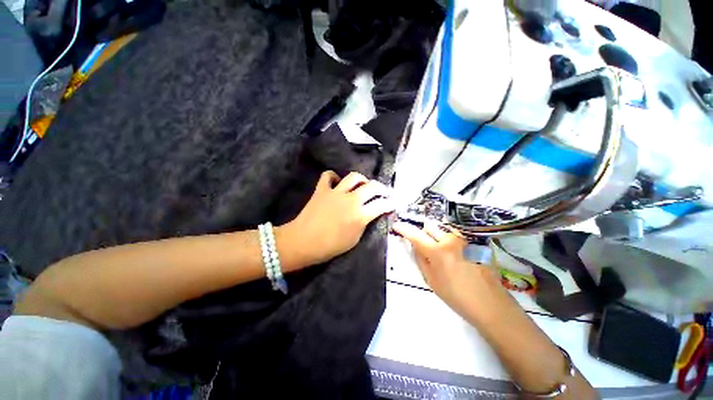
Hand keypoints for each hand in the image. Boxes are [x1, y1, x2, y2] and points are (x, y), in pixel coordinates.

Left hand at [277, 171, 393, 270]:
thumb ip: (364, 224)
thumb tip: (369, 214)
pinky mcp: (322, 189)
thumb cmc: (330, 246)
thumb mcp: (354, 240)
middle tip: (383, 192)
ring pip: (354, 177)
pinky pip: (328, 175)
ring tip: (363, 184)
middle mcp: (351, 200)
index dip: (390, 204)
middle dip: (382, 188)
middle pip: (372, 186)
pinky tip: (337, 182)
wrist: (303, 242)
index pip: (381, 205)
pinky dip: (333, 177)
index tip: (393, 203)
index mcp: (360, 215)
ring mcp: (336, 192)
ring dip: (362, 179)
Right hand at [392, 221, 497, 312]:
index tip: (397, 225)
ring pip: (444, 231)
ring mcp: (465, 240)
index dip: (404, 229)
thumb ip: (421, 259)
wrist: (491, 305)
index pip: (416, 235)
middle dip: (424, 234)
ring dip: (438, 237)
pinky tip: (458, 257)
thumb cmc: (457, 296)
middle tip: (425, 247)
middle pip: (430, 227)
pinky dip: (451, 242)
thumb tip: (416, 246)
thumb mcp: (432, 280)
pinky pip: (457, 237)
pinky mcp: (475, 243)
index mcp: (438, 251)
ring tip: (444, 254)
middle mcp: (451, 240)